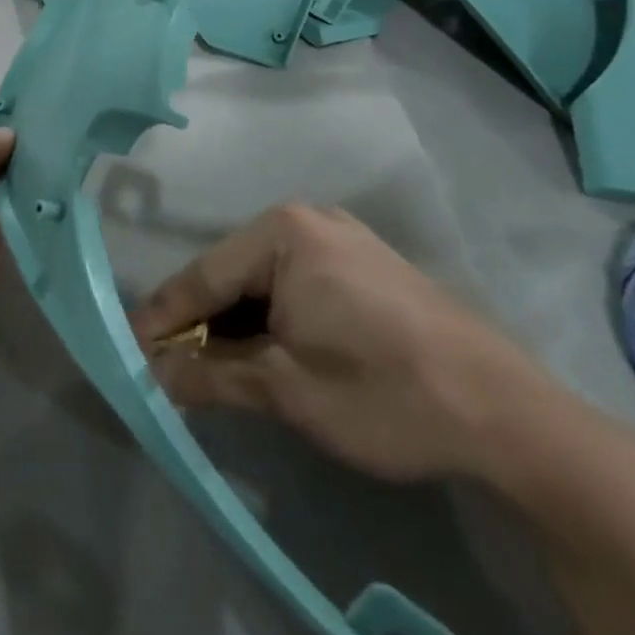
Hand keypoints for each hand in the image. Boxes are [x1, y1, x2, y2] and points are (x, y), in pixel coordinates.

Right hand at [130, 203, 554, 484]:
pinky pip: (297, 283)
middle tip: (167, 367)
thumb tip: (150, 376)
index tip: (127, 350)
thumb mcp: (287, 389)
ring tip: (209, 367)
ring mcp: (341, 237)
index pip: (202, 276)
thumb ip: (210, 376)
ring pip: (264, 280)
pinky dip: (273, 318)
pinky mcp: (364, 263)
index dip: (163, 319)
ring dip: (236, 323)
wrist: (507, 415)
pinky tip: (265, 352)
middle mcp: (307, 219)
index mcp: (283, 232)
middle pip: (232, 274)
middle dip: (200, 323)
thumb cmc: (384, 392)